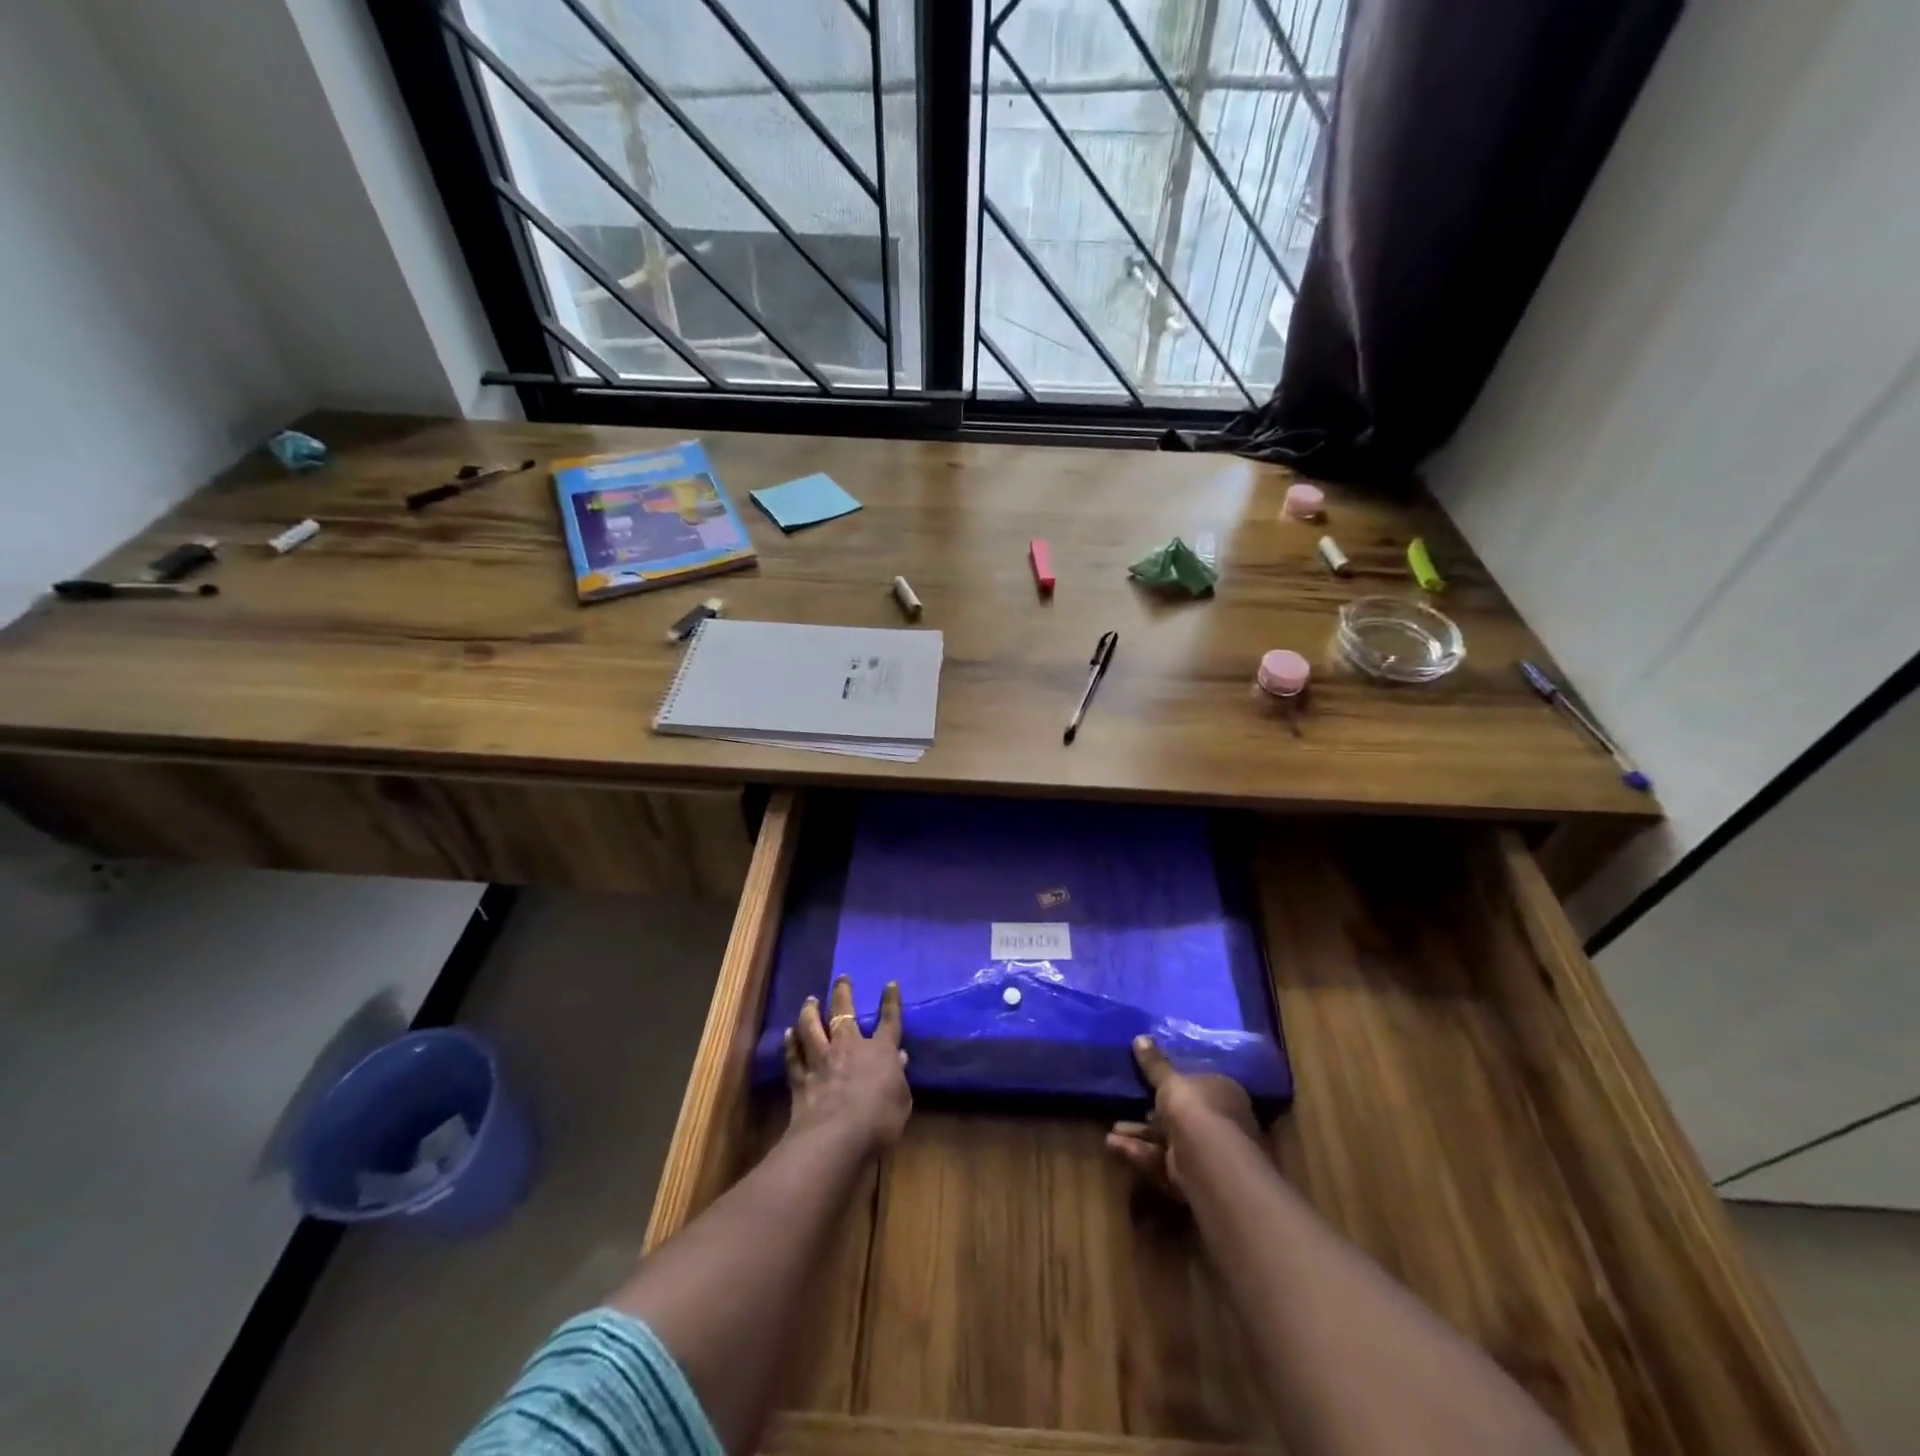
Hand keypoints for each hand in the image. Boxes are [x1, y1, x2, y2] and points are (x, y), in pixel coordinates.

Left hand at [784, 976, 911, 1154]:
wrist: (836, 1137)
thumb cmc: (879, 1121)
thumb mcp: (901, 1101)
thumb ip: (899, 1078)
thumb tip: (900, 1058)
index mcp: (879, 1052)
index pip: (889, 1021)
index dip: (891, 1002)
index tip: (890, 984)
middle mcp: (849, 1047)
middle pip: (844, 1013)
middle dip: (843, 993)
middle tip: (841, 978)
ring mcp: (822, 1061)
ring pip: (812, 1028)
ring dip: (810, 1012)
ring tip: (809, 1000)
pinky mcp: (801, 1079)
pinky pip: (794, 1055)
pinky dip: (791, 1043)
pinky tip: (788, 1034)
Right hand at [1106, 1035, 1259, 1196]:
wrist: (1208, 1162)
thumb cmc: (1195, 1109)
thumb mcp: (1170, 1081)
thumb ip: (1154, 1063)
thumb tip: (1140, 1037)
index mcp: (1222, 1093)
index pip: (1198, 1084)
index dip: (1173, 1083)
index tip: (1148, 1082)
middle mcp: (1220, 1123)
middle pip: (1180, 1115)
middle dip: (1149, 1114)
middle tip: (1124, 1108)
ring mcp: (1207, 1153)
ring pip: (1167, 1140)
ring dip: (1139, 1134)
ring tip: (1111, 1131)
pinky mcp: (1191, 1178)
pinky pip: (1162, 1160)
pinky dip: (1139, 1153)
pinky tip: (1113, 1146)